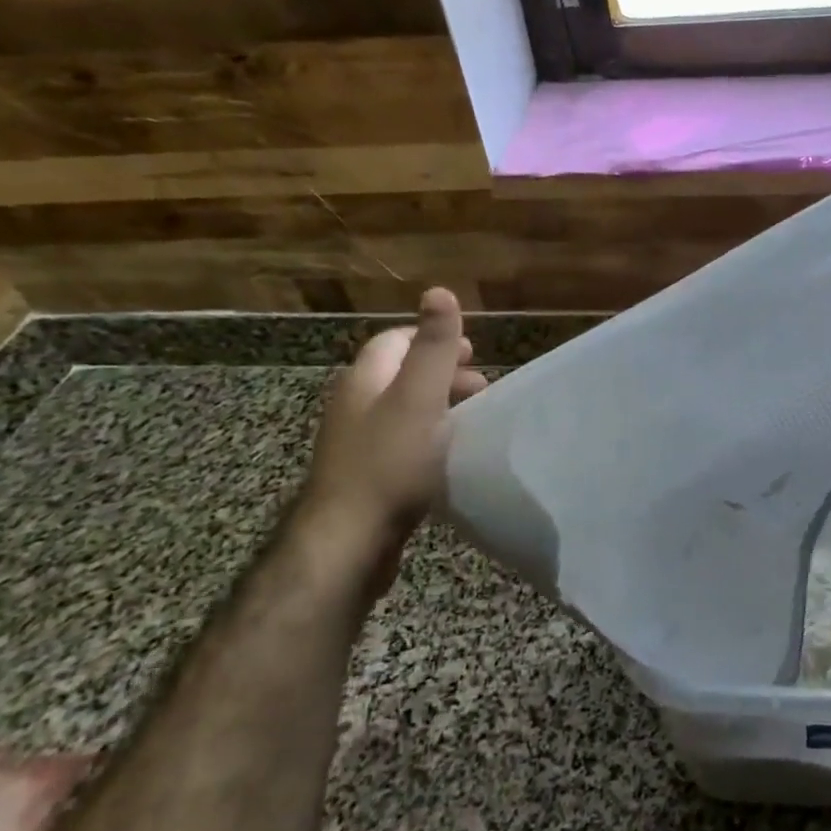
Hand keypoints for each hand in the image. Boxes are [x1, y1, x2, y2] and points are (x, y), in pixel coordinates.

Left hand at [297, 287, 488, 555]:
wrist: (349, 541)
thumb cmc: (390, 463)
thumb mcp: (419, 397)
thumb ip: (433, 346)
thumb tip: (438, 290)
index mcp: (365, 380)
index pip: (395, 341)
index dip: (432, 338)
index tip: (470, 352)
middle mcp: (355, 405)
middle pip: (400, 374)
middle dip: (442, 373)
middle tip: (481, 387)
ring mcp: (357, 443)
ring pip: (403, 410)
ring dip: (439, 406)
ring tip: (472, 420)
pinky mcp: (366, 476)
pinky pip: (402, 441)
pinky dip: (429, 436)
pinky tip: (449, 456)